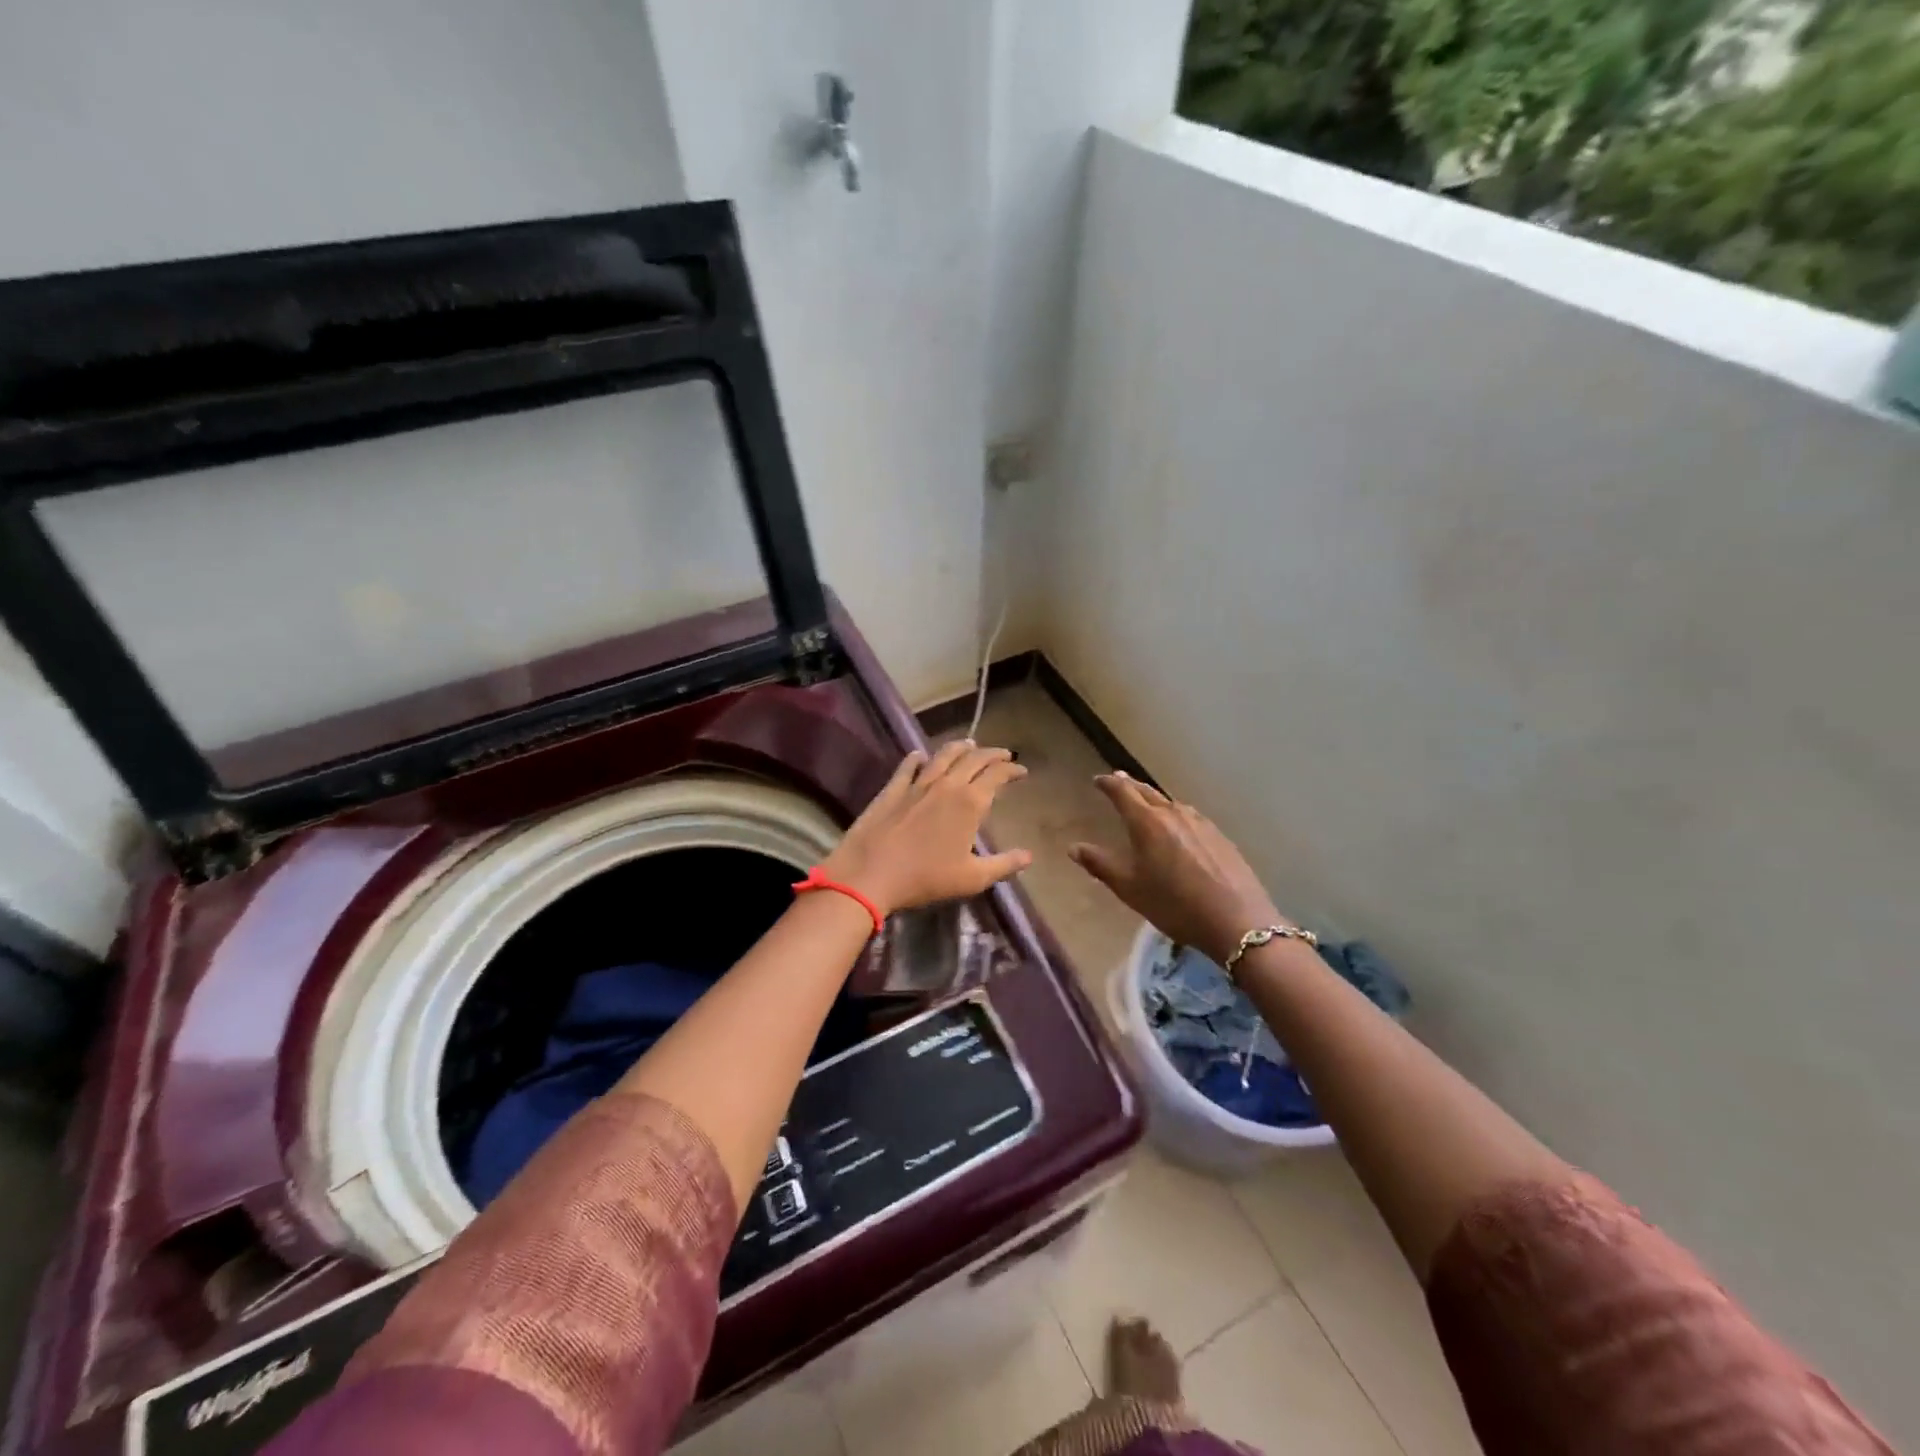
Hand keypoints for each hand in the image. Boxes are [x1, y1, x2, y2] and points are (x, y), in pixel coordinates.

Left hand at [819, 742, 1031, 917]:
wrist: (871, 873)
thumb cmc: (926, 878)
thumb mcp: (972, 878)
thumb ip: (1003, 864)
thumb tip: (1029, 856)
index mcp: (970, 802)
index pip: (997, 775)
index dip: (1012, 770)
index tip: (1021, 771)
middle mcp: (947, 784)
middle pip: (974, 759)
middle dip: (992, 754)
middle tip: (1003, 755)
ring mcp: (917, 783)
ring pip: (943, 755)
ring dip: (960, 747)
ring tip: (969, 745)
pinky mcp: (893, 788)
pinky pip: (908, 766)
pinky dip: (918, 758)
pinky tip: (920, 756)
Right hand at [1069, 773, 1286, 967]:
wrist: (1237, 920)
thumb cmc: (1174, 904)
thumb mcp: (1130, 889)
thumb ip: (1100, 865)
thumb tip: (1074, 848)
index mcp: (1147, 822)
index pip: (1123, 792)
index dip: (1108, 784)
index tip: (1098, 780)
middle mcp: (1173, 813)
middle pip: (1148, 792)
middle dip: (1130, 785)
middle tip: (1118, 780)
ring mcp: (1201, 823)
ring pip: (1171, 803)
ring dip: (1154, 799)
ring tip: (1146, 802)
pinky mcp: (1219, 836)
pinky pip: (1190, 817)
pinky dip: (1175, 814)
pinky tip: (1178, 826)